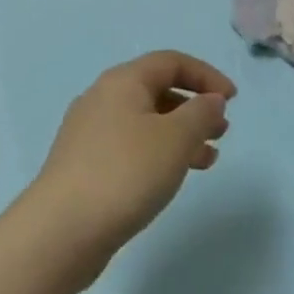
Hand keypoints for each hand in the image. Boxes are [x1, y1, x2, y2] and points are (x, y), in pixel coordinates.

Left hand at [20, 51, 235, 285]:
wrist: (60, 232)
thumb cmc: (125, 173)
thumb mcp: (175, 139)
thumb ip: (201, 114)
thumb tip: (211, 100)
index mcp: (123, 81)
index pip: (171, 61)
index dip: (206, 75)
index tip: (232, 100)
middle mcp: (103, 97)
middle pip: (157, 89)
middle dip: (194, 107)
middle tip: (222, 131)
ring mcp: (89, 132)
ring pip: (145, 121)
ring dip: (180, 134)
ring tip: (208, 159)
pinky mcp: (83, 164)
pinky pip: (131, 146)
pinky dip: (158, 153)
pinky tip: (172, 178)